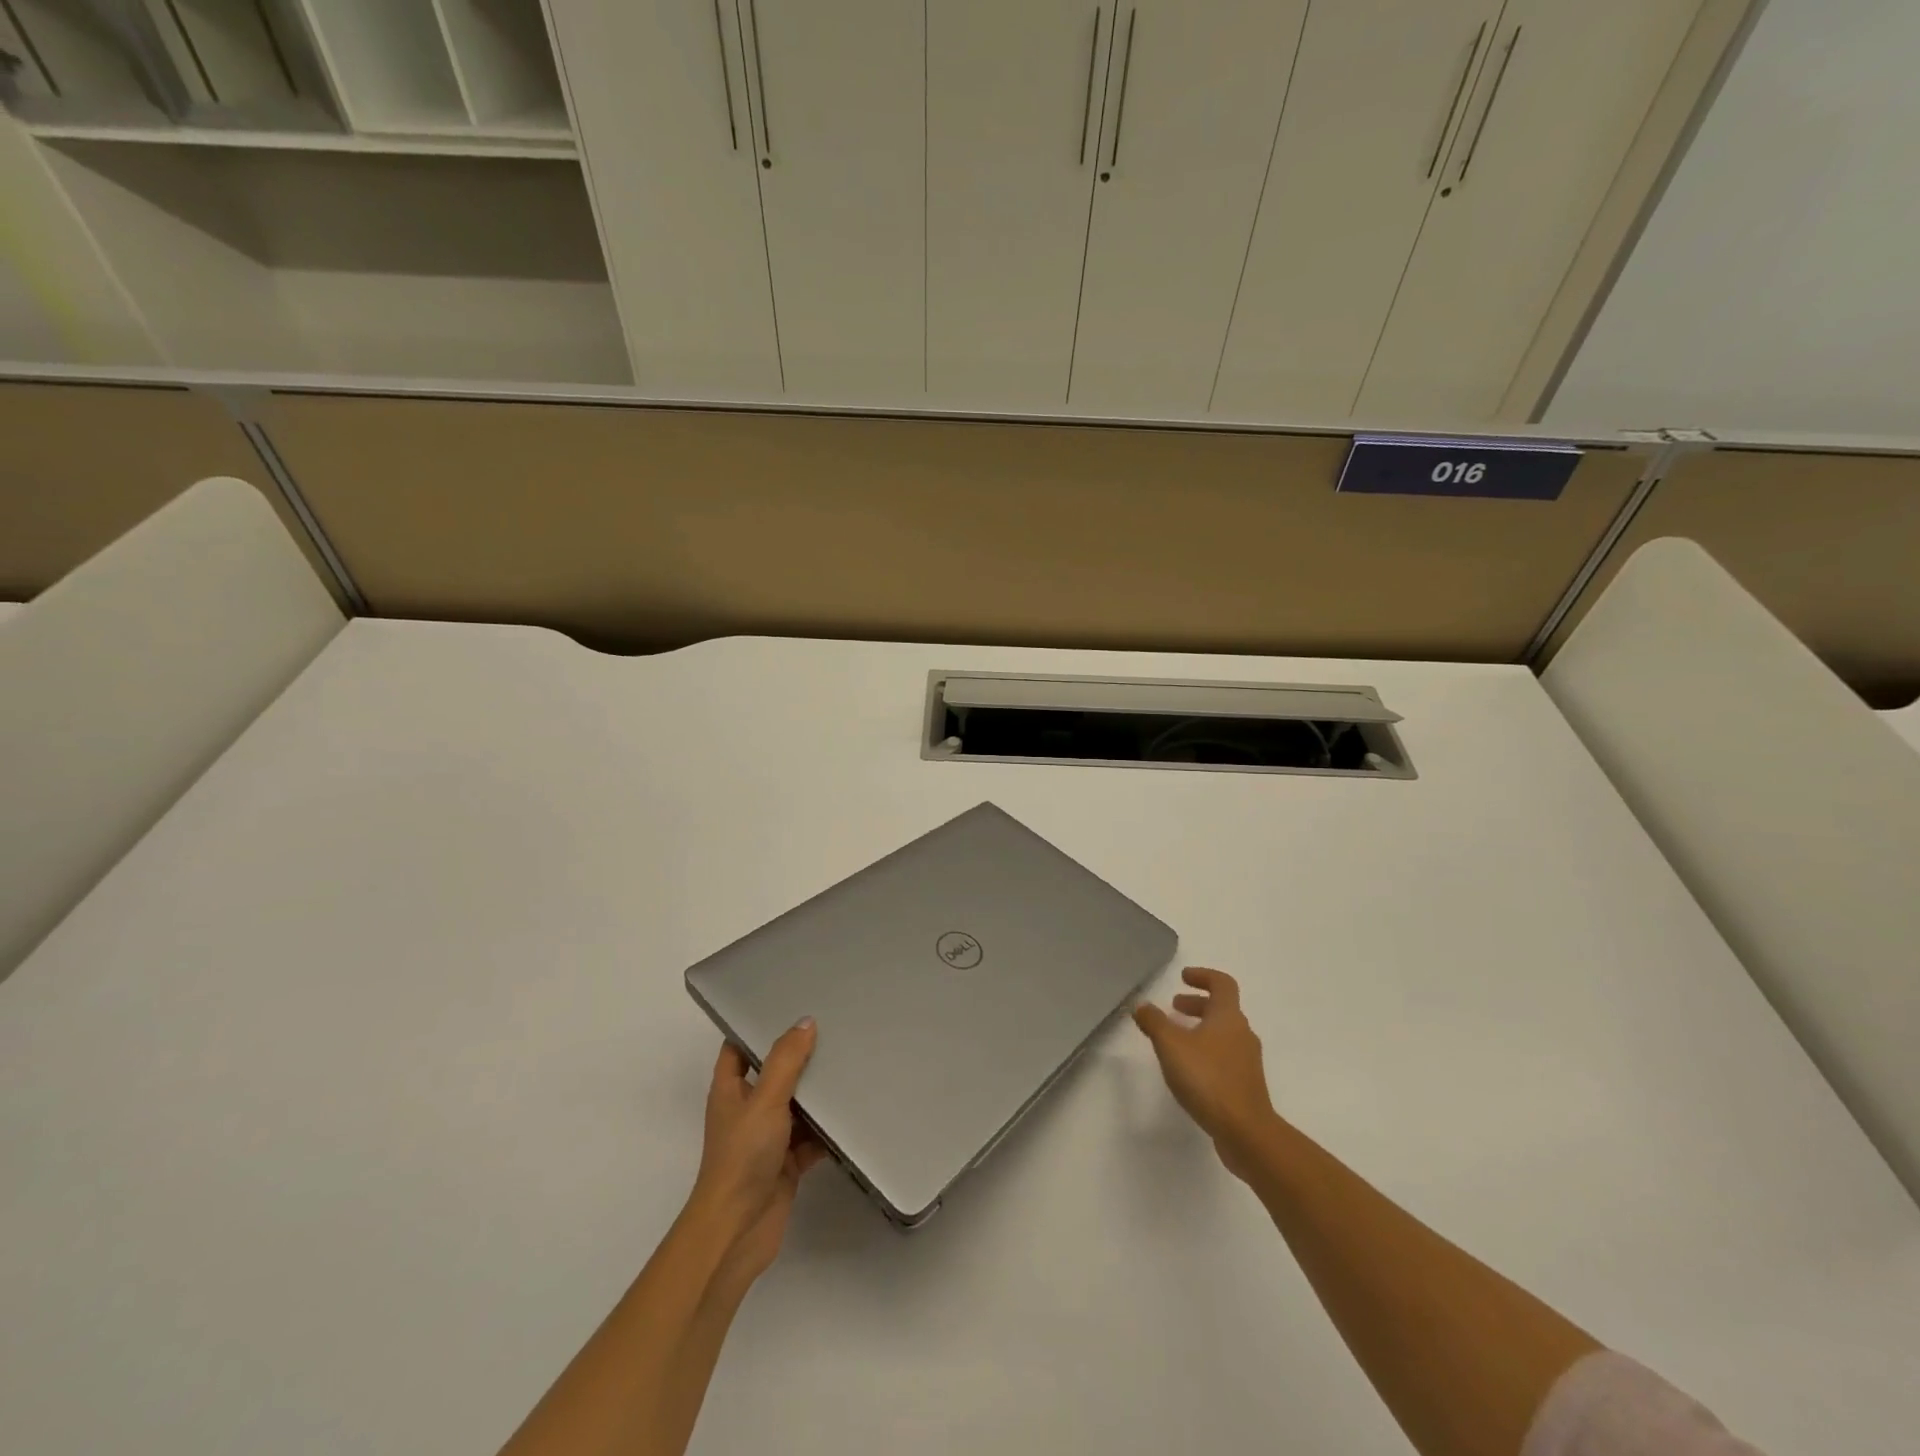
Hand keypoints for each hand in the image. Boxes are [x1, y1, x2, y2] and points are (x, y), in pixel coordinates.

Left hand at [687, 1019, 826, 1287]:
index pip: (738, 1048)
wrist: (738, 1231)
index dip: (756, 1027)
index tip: (786, 1005)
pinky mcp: (787, 1163)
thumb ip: (786, 1061)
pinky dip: (829, 1128)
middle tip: (832, 1029)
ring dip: (817, 1093)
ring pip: (796, 1106)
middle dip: (799, 1056)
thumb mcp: (765, 1100)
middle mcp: (747, 1110)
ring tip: (850, 1063)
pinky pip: (812, 1137)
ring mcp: (767, 1138)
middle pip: (774, 1074)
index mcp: (730, 1090)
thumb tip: (806, 1022)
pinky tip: (854, 1112)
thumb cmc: (742, 1156)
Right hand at [1134, 968, 1274, 1178]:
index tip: (1183, 977)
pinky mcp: (1245, 1085)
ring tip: (1176, 1039)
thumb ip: (1154, 1022)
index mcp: (1228, 1017)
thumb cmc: (1208, 1079)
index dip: (1203, 976)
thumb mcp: (1171, 1045)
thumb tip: (1141, 1005)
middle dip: (1197, 1004)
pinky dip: (1206, 1051)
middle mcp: (1242, 1034)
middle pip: (1222, 1009)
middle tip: (1174, 1007)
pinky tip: (1189, 1069)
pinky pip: (1225, 1056)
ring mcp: (1247, 1061)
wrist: (1246, 1132)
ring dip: (1201, 1029)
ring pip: (1223, 1034)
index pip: (1222, 983)